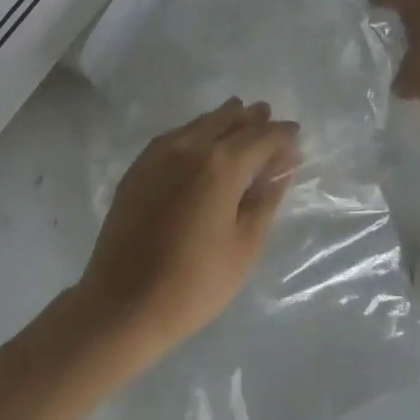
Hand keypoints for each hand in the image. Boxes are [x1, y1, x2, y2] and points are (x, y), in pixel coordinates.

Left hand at [77, 98, 300, 362]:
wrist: (123, 303)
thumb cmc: (194, 282)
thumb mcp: (244, 245)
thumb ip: (265, 199)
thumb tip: (281, 167)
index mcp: (221, 164)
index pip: (261, 136)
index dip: (282, 134)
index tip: (296, 134)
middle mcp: (189, 147)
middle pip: (227, 120)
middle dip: (251, 118)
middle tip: (268, 116)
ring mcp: (158, 155)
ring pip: (198, 124)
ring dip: (223, 120)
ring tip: (240, 118)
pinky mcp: (138, 168)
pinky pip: (174, 136)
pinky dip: (195, 131)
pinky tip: (200, 141)